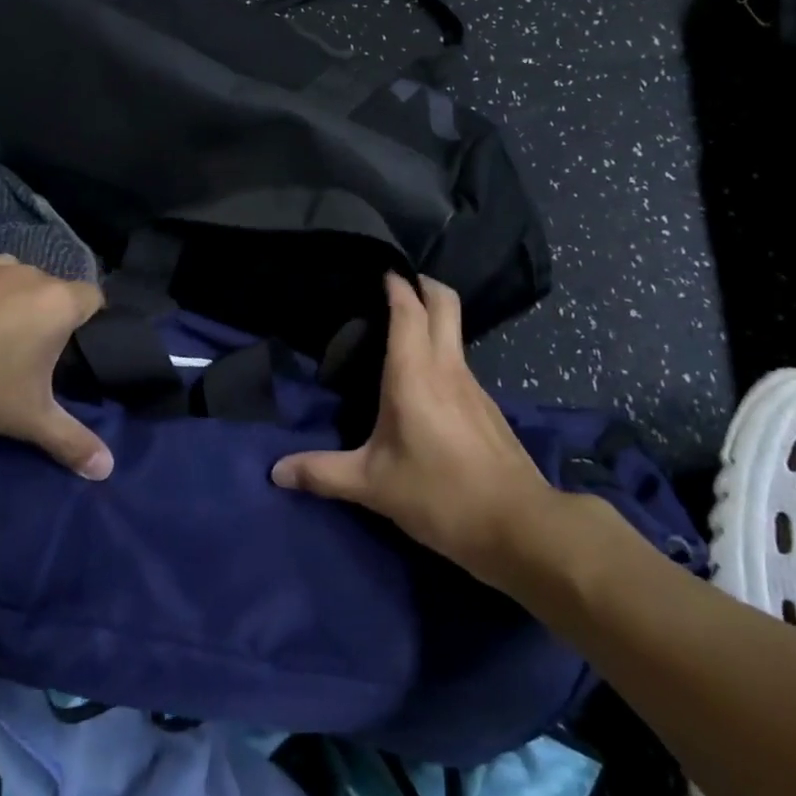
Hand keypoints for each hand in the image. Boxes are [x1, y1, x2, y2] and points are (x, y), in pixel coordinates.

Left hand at [0, 255, 112, 479]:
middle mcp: (34, 275)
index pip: (94, 300)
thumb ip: (70, 441)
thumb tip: (107, 469)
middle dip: (51, 318)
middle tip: (34, 358)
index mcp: (60, 302)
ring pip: (23, 283)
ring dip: (19, 304)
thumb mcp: (26, 418)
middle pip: (57, 292)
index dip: (90, 323)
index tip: (74, 352)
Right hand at [271, 274, 562, 582]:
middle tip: (395, 284)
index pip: (408, 309)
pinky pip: (460, 361)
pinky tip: (424, 383)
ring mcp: (473, 385)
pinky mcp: (487, 406)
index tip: (378, 268)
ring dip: (433, 317)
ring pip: (455, 331)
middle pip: (444, 302)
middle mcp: (447, 367)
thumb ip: (323, 473)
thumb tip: (275, 471)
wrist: (520, 528)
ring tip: (400, 332)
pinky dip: (441, 352)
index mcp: (415, 373)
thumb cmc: (439, 495)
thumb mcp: (373, 486)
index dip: (395, 283)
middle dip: (423, 283)